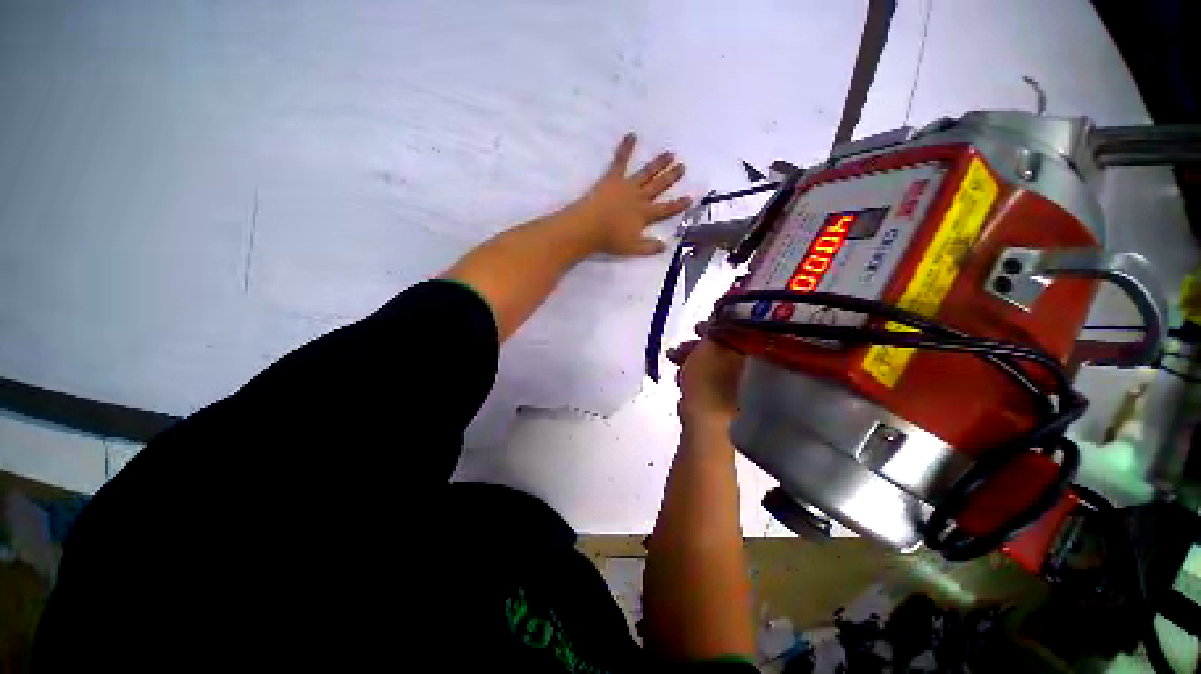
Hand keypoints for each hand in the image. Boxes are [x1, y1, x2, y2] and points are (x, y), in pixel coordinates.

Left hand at [569, 133, 691, 256]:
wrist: (589, 227)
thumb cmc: (610, 239)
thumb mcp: (632, 248)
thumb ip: (649, 247)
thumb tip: (666, 246)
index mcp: (645, 214)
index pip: (666, 209)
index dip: (678, 204)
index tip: (690, 197)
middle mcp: (639, 197)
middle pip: (659, 186)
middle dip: (671, 177)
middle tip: (682, 166)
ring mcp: (627, 186)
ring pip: (646, 173)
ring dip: (658, 163)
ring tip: (669, 153)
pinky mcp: (613, 178)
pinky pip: (620, 160)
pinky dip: (626, 147)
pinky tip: (632, 135)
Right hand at [667, 326, 744, 428]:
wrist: (704, 421)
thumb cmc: (708, 379)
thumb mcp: (708, 347)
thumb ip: (714, 328)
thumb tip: (721, 312)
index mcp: (750, 354)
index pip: (737, 333)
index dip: (714, 327)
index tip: (696, 328)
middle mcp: (748, 370)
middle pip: (721, 349)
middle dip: (696, 346)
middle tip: (679, 348)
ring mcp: (736, 387)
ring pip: (712, 364)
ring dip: (690, 360)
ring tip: (673, 363)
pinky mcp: (722, 399)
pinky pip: (708, 380)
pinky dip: (694, 376)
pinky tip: (681, 381)